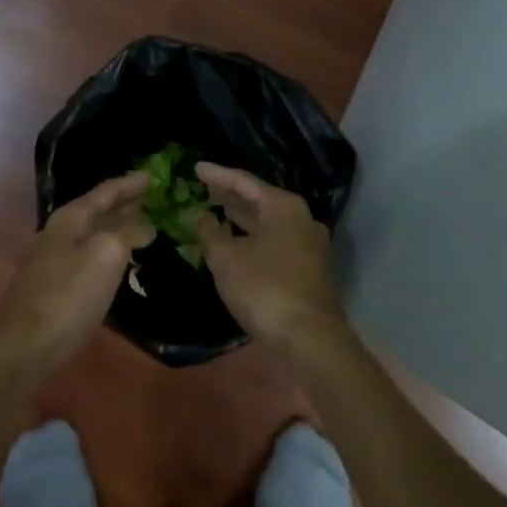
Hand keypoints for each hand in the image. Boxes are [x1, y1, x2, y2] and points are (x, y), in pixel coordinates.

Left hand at [0, 173, 151, 373]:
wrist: (24, 346)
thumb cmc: (68, 295)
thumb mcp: (106, 255)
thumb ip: (127, 233)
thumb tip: (145, 224)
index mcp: (71, 218)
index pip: (106, 191)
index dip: (131, 183)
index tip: (155, 176)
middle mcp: (61, 233)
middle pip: (98, 210)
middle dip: (126, 204)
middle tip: (155, 200)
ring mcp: (56, 261)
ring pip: (95, 235)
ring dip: (119, 229)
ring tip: (146, 227)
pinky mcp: (58, 287)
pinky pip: (91, 258)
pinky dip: (111, 253)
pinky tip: (123, 263)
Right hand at [195, 163, 345, 346]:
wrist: (310, 339)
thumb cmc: (264, 288)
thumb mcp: (225, 257)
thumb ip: (209, 231)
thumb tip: (199, 215)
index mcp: (283, 206)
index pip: (243, 181)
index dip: (217, 175)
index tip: (196, 168)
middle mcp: (301, 218)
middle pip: (259, 199)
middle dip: (230, 195)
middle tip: (204, 188)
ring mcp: (309, 244)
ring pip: (268, 222)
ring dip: (242, 217)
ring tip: (216, 210)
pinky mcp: (309, 268)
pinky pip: (275, 240)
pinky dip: (253, 236)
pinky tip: (237, 241)